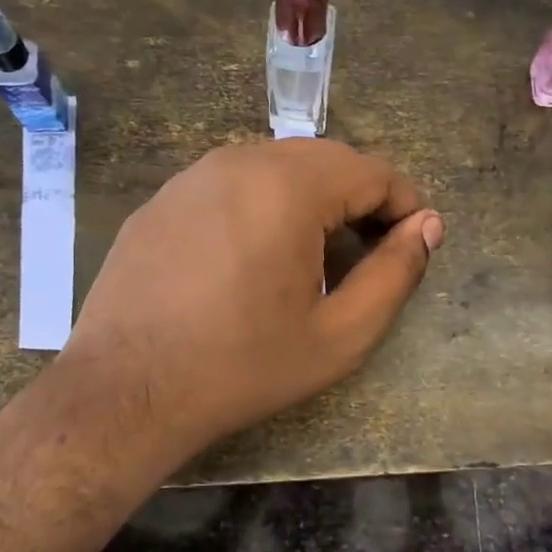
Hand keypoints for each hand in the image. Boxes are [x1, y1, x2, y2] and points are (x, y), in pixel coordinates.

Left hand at [51, 139, 443, 468]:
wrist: (125, 392)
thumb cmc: (242, 367)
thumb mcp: (339, 335)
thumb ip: (394, 275)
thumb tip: (427, 227)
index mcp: (288, 188)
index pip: (371, 171)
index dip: (405, 204)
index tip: (416, 243)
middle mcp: (239, 161)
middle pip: (325, 160)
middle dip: (361, 198)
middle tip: (373, 251)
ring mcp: (192, 176)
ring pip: (276, 167)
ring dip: (313, 198)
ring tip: (320, 254)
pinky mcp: (162, 199)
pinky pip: (232, 184)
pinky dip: (264, 205)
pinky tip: (257, 256)